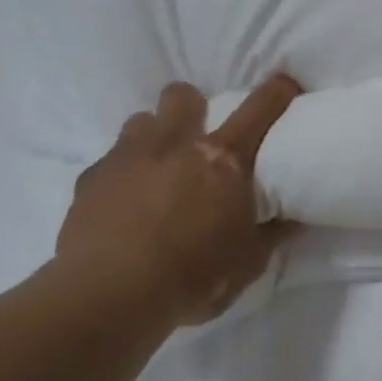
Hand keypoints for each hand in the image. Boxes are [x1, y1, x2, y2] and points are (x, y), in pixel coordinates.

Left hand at [54, 75, 300, 331]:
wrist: (110, 296)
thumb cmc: (193, 277)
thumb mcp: (248, 263)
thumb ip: (270, 233)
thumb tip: (291, 218)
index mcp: (224, 162)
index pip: (259, 111)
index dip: (276, 92)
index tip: (284, 84)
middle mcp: (176, 146)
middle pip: (183, 96)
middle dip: (193, 105)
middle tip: (198, 135)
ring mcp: (127, 157)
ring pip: (140, 120)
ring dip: (154, 135)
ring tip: (157, 166)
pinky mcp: (90, 179)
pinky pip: (108, 160)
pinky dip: (121, 173)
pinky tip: (122, 202)